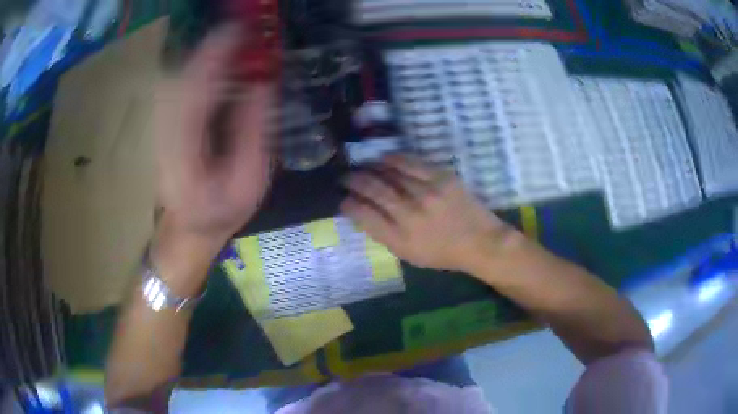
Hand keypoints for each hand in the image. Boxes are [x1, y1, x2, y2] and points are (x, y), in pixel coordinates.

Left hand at [154, 25, 272, 253]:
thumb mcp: (249, 183)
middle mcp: (164, 136)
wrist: (188, 229)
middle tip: (241, 34)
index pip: (195, 92)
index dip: (214, 57)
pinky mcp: (162, 127)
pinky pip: (177, 89)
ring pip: (177, 80)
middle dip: (210, 51)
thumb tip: (263, 86)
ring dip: (203, 59)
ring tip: (233, 47)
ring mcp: (159, 130)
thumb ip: (254, 134)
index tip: (238, 31)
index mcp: (185, 153)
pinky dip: (197, 72)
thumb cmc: (221, 213)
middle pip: (182, 79)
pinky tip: (216, 68)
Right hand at [340, 155, 518, 272]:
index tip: (342, 199)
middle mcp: (409, 214)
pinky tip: (383, 159)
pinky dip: (392, 159)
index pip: (363, 214)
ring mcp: (426, 193)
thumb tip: (363, 212)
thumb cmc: (442, 253)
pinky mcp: (441, 177)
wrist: (480, 242)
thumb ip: (384, 234)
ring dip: (369, 168)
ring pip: (388, 173)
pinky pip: (409, 162)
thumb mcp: (408, 255)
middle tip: (345, 177)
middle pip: (372, 189)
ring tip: (362, 167)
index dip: (348, 203)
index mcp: (399, 238)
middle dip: (352, 180)